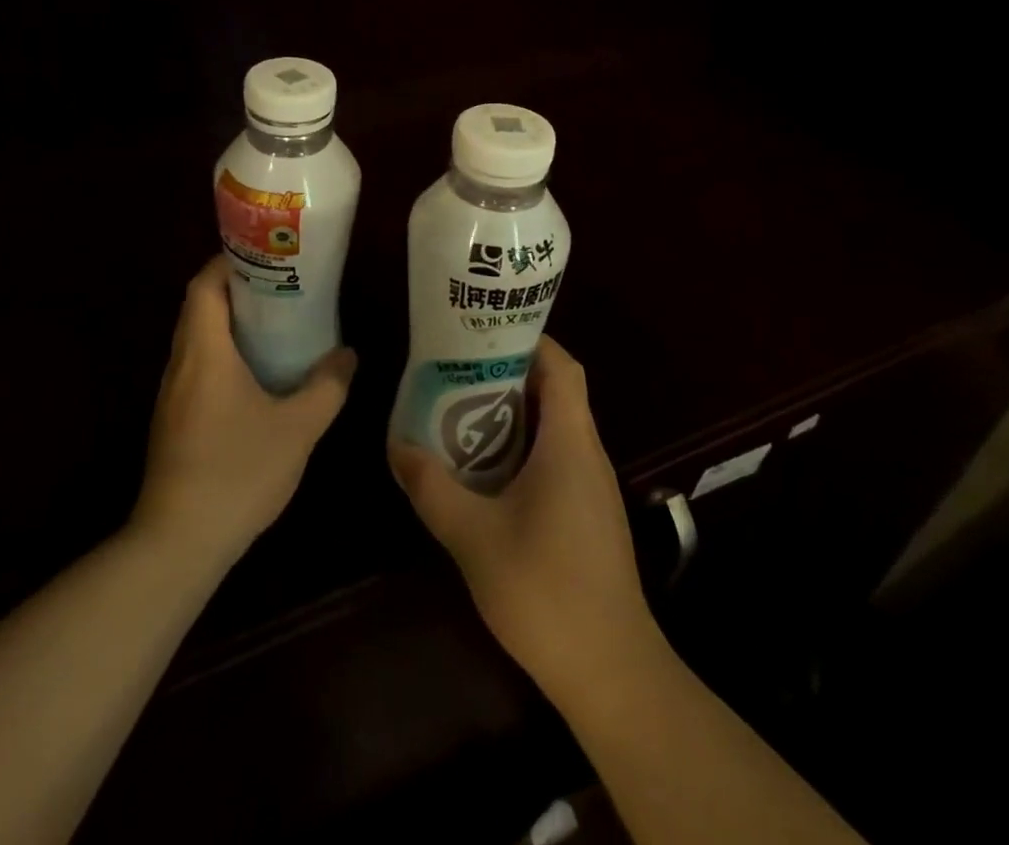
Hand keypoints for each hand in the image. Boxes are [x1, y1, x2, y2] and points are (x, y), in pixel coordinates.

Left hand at [133, 255, 355, 569]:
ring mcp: (171, 395)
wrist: (178, 542)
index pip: (204, 286)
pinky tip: (255, 377)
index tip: (265, 257)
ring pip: (197, 340)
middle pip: (199, 308)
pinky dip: (222, 355)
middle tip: (281, 287)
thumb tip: (347, 355)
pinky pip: (196, 368)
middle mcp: (180, 364)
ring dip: (229, 325)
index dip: (229, 262)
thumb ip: (326, 387)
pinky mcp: (172, 421)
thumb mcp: (297, 428)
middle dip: (236, 291)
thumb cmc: (237, 472)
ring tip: (275, 325)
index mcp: (204, 352)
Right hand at [389, 336, 653, 693]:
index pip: (561, 366)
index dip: (528, 340)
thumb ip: (432, 487)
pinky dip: (522, 448)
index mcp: (570, 442)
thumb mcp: (473, 536)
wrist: (612, 673)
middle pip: (556, 390)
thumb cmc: (545, 590)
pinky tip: (485, 471)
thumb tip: (396, 446)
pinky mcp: (589, 514)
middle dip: (507, 374)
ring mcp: (593, 486)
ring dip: (512, 413)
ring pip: (555, 427)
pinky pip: (556, 459)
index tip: (482, 334)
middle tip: (455, 371)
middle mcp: (588, 453)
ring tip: (459, 412)